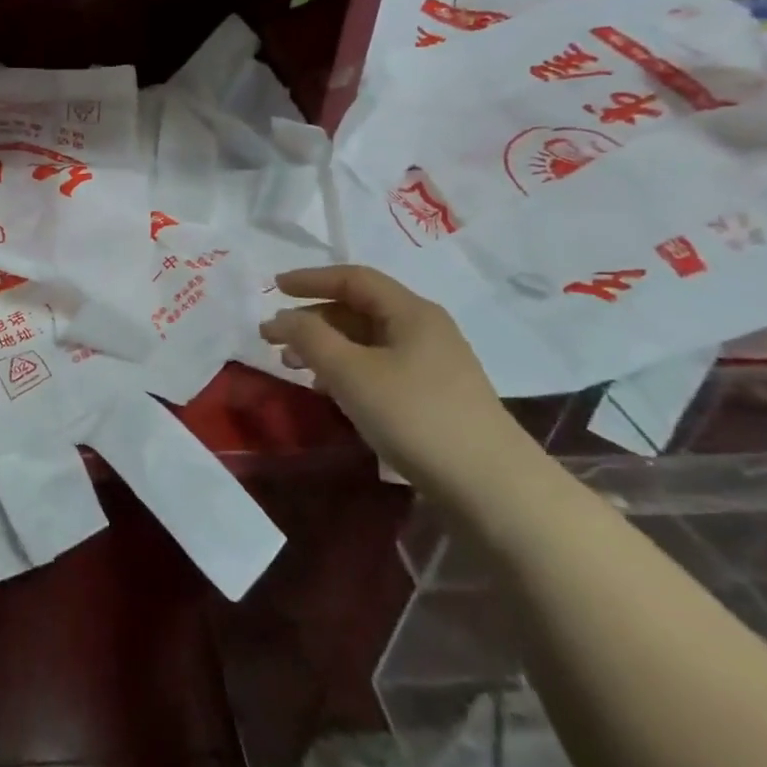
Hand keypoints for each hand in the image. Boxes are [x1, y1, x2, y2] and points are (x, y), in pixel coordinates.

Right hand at [259, 265, 524, 495]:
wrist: (492, 487)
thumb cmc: (415, 417)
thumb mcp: (350, 372)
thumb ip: (309, 337)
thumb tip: (281, 318)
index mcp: (410, 311)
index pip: (353, 278)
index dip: (310, 279)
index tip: (274, 288)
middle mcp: (424, 328)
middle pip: (359, 308)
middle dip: (312, 318)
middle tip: (275, 339)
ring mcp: (434, 362)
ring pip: (367, 339)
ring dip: (326, 346)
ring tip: (294, 368)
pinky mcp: (435, 394)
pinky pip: (379, 365)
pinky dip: (347, 368)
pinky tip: (330, 391)